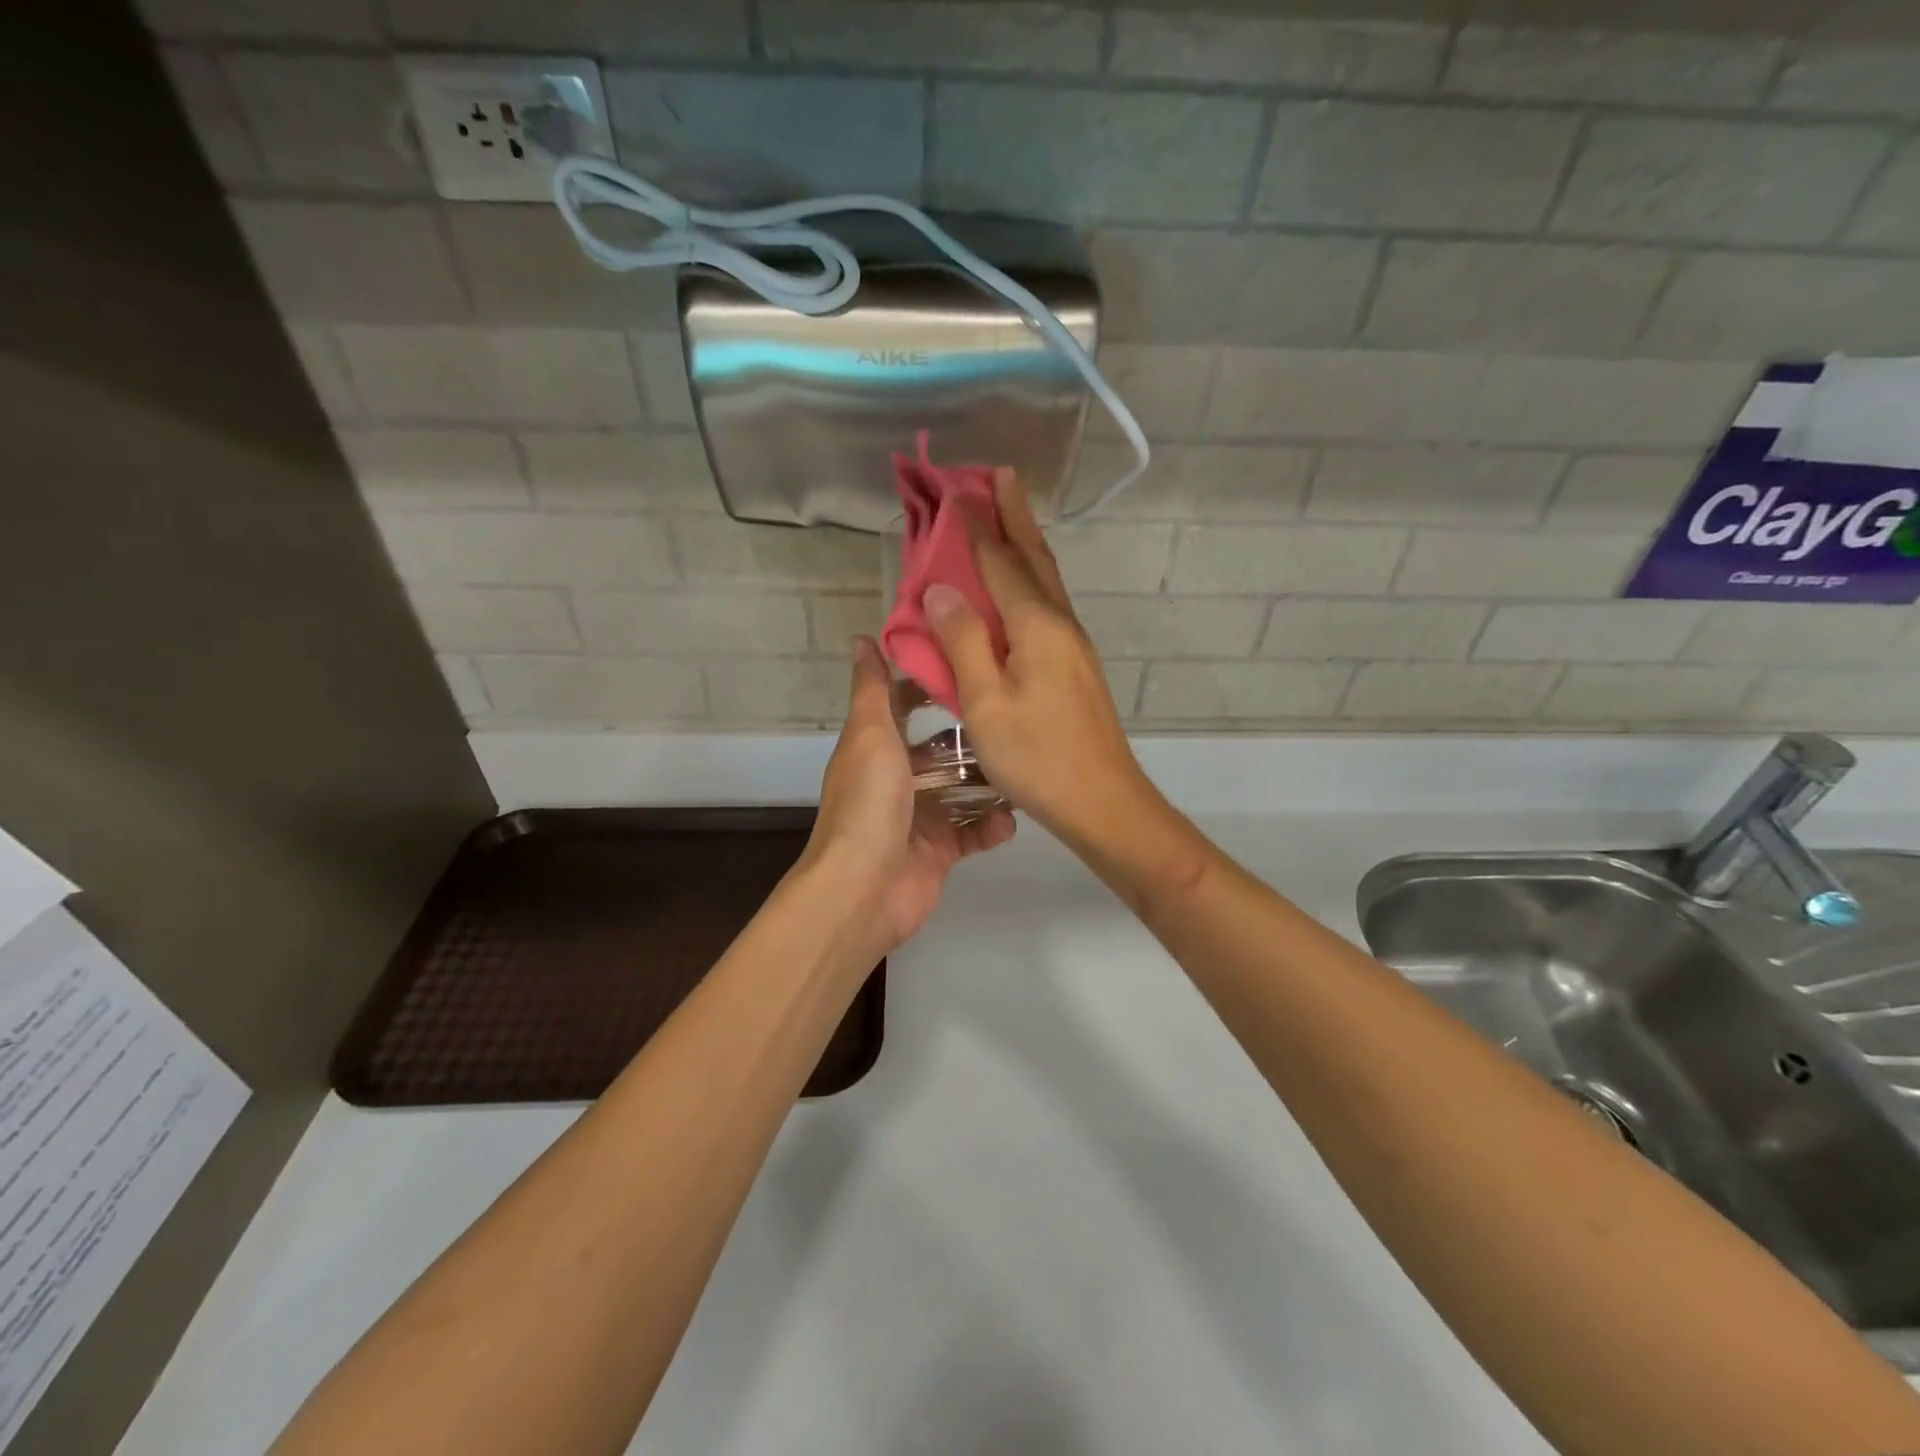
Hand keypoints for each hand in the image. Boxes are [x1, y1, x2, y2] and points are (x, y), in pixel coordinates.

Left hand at [803, 637, 1014, 952]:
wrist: (864, 889)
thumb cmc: (868, 803)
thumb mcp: (870, 735)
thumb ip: (871, 688)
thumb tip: (861, 639)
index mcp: (876, 748)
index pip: (902, 705)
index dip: (930, 686)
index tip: (970, 666)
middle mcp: (897, 779)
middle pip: (940, 749)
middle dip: (973, 736)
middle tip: (1015, 716)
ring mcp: (920, 817)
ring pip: (962, 790)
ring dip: (990, 781)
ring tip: (1025, 764)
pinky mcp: (941, 851)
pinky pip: (974, 832)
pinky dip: (993, 825)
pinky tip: (1012, 817)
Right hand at [923, 469, 1153, 846]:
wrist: (1103, 801)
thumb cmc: (1038, 756)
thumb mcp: (986, 703)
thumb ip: (963, 642)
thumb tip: (941, 588)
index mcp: (1036, 626)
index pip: (1000, 561)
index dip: (977, 525)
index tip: (958, 487)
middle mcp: (1060, 624)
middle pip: (1035, 558)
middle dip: (1015, 515)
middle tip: (998, 476)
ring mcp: (1073, 646)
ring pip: (1045, 580)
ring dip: (1025, 543)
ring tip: (1007, 516)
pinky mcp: (1074, 666)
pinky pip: (1046, 606)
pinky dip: (1028, 580)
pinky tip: (1019, 589)